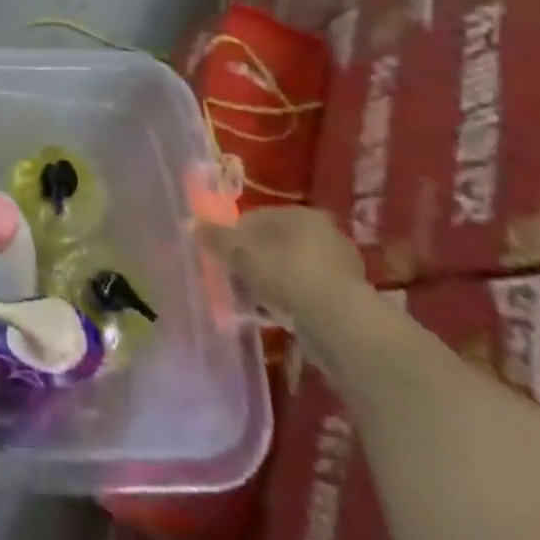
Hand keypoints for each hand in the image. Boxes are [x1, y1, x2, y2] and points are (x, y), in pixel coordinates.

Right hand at [197, 206, 367, 328]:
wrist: (341, 326)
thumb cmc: (287, 275)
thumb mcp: (241, 253)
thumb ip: (216, 238)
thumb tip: (192, 225)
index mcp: (300, 214)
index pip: (256, 218)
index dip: (233, 236)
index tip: (220, 257)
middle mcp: (323, 233)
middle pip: (273, 243)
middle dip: (252, 260)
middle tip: (234, 279)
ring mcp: (338, 267)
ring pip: (289, 269)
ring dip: (270, 282)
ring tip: (253, 301)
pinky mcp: (346, 299)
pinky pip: (306, 293)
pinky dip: (289, 301)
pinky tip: (276, 315)